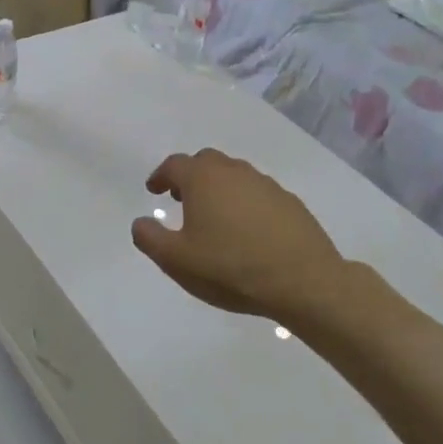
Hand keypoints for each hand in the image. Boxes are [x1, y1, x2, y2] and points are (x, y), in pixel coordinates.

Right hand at [131, 149, 350, 323]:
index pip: (174, 165)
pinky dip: (245, 202)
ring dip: (219, 187)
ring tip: (214, 215)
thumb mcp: (177, 260)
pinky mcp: (290, 202)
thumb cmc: (230, 267)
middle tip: (181, 198)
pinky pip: (258, 194)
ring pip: (234, 175)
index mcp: (203, 179)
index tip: (153, 190)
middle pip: (206, 162)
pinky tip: (247, 230)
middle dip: (190, 176)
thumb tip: (140, 222)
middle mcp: (234, 172)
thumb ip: (150, 238)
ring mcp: (266, 185)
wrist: (302, 281)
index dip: (160, 176)